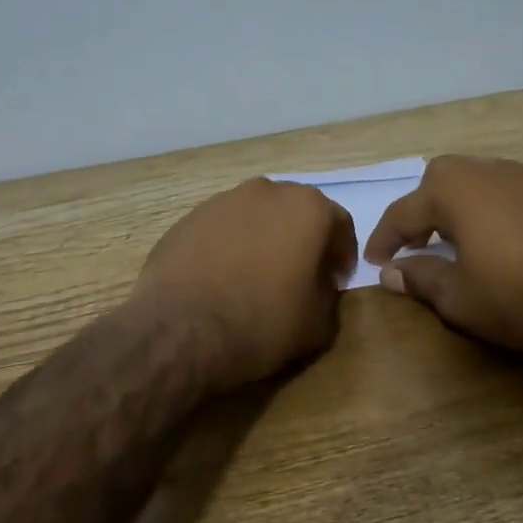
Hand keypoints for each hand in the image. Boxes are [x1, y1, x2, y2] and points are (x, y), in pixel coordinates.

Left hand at [133, 178, 357, 391]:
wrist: (180, 330)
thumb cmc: (262, 323)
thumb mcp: (318, 323)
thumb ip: (329, 295)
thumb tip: (320, 284)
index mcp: (307, 208)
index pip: (339, 224)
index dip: (342, 255)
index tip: (336, 281)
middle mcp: (266, 192)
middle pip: (295, 213)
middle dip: (302, 241)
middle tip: (300, 276)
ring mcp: (222, 201)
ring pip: (256, 217)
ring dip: (264, 240)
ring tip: (257, 277)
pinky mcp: (188, 219)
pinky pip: (222, 230)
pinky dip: (230, 247)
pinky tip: (222, 278)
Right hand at [364, 155, 522, 360]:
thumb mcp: (461, 299)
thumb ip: (420, 279)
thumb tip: (390, 272)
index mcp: (457, 192)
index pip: (404, 210)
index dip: (384, 237)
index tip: (375, 261)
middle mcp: (490, 172)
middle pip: (441, 178)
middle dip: (422, 207)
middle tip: (419, 242)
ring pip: (479, 178)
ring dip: (460, 204)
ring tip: (460, 239)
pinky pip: (512, 190)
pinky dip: (494, 208)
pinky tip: (505, 239)